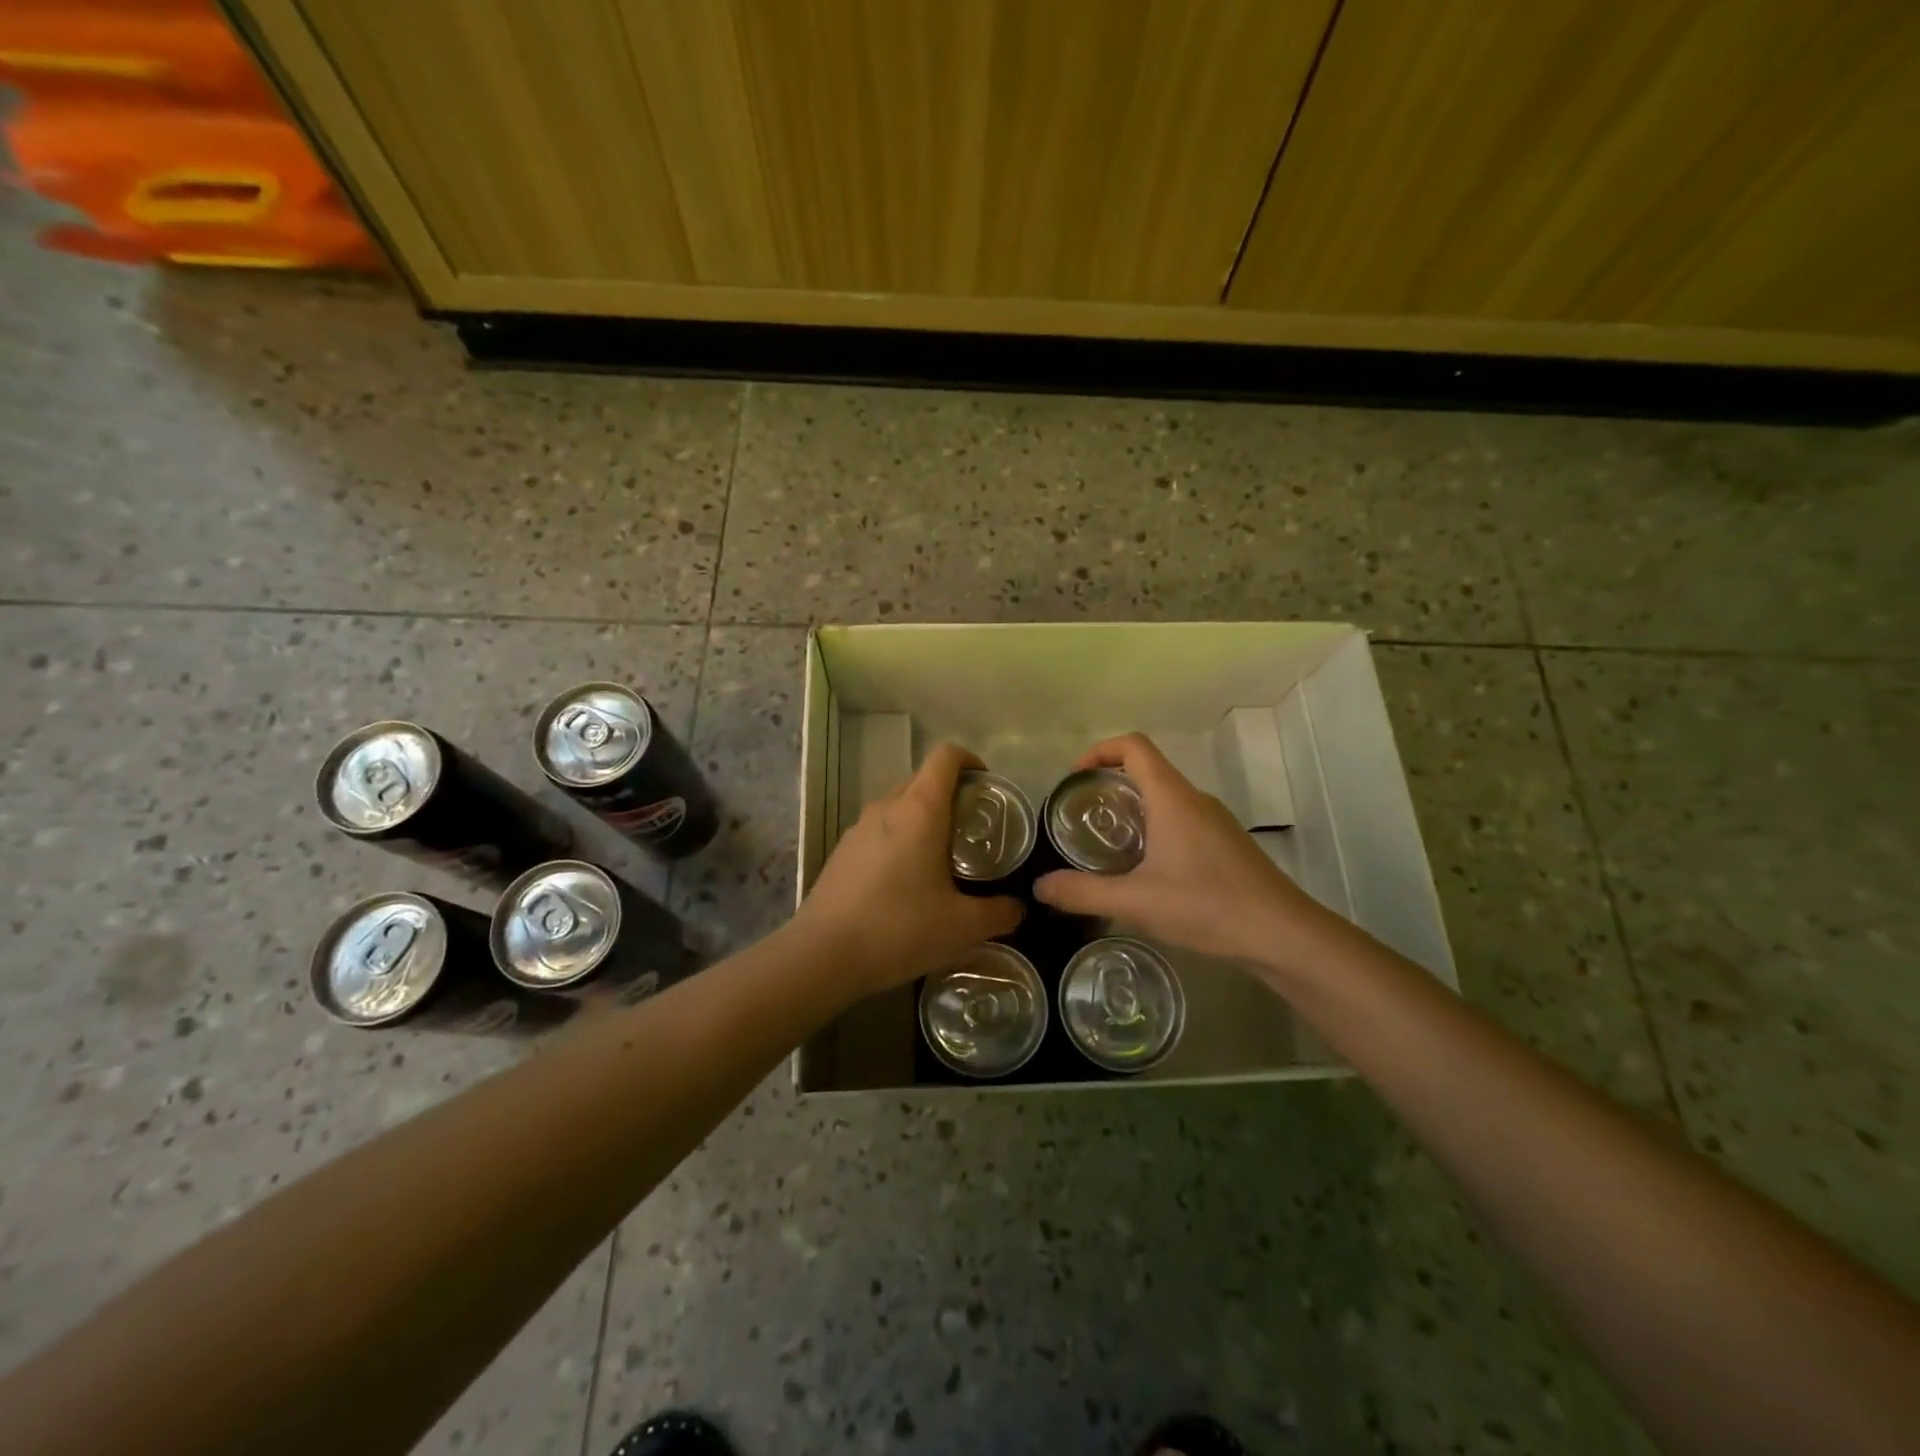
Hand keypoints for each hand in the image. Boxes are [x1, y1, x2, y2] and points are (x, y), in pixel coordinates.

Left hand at [791, 742, 1023, 994]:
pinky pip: (878, 830)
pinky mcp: (841, 851)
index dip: (970, 760)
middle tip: (973, 828)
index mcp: (920, 810)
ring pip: (898, 804)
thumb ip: (999, 913)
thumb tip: (1018, 908)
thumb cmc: (899, 928)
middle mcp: (887, 807)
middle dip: (951, 793)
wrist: (822, 955)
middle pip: (923, 778)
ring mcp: (858, 827)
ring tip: (942, 856)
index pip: (946, 756)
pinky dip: (898, 839)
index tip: (987, 786)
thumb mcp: (962, 927)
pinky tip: (905, 881)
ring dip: (922, 817)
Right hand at [1033, 733, 1330, 967]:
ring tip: (1105, 845)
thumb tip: (1040, 886)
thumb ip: (1083, 893)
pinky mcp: (1225, 844)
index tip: (1074, 778)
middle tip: (1080, 817)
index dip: (1099, 750)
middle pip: (1147, 770)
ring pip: (1165, 797)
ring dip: (1132, 808)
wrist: (1284, 935)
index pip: (1134, 746)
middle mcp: (1194, 799)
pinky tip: (1144, 870)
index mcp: (1172, 798)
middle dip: (1109, 784)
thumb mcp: (1137, 902)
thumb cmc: (1208, 906)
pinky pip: (1180, 819)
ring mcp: (1214, 821)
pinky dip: (1154, 828)